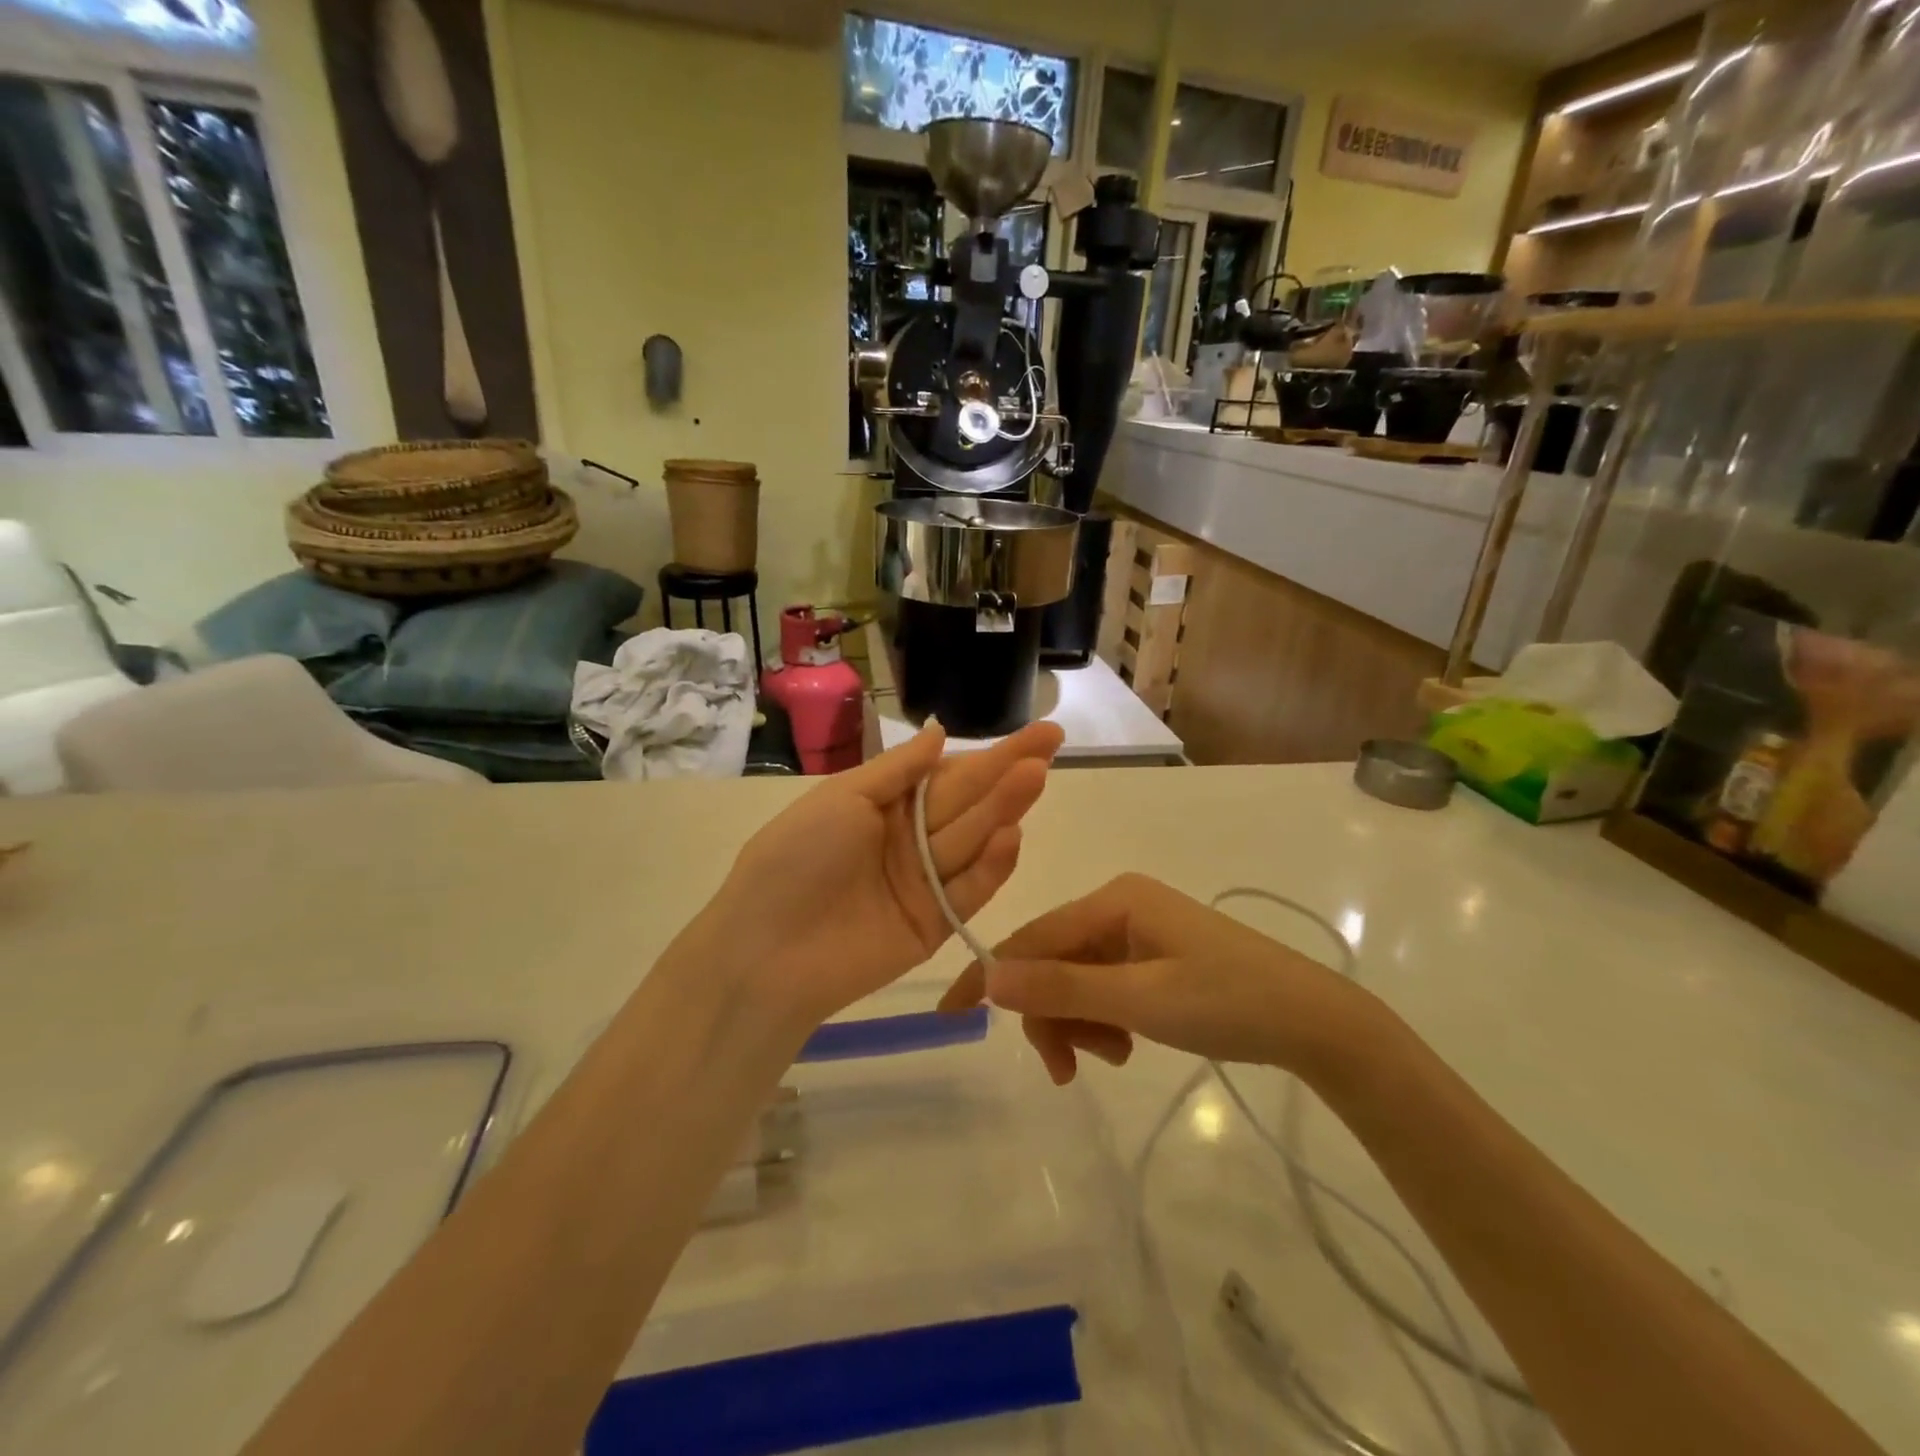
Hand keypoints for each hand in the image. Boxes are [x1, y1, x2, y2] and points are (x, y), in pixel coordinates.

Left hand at [686, 721, 1063, 1031]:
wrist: (765, 953)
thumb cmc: (795, 860)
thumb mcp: (841, 799)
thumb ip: (897, 769)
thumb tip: (941, 732)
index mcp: (885, 805)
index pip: (948, 774)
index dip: (990, 754)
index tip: (1035, 735)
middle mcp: (910, 840)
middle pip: (968, 802)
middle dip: (1007, 772)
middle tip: (1051, 744)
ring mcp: (924, 884)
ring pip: (972, 840)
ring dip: (1004, 809)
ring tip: (1035, 776)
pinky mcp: (935, 926)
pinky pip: (968, 892)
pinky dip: (991, 867)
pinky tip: (1013, 836)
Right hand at [938, 873, 1368, 1083]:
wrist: (1314, 1023)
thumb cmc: (1227, 1002)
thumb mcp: (1138, 1001)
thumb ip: (1061, 988)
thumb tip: (988, 979)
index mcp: (1114, 899)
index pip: (1032, 936)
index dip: (991, 977)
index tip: (951, 1016)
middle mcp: (1120, 905)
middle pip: (1053, 960)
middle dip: (1052, 1015)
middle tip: (1066, 1072)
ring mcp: (1138, 930)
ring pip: (1077, 978)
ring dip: (1081, 1022)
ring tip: (1113, 1058)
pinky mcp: (1154, 955)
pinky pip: (1105, 985)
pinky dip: (1104, 1018)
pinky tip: (1127, 1044)